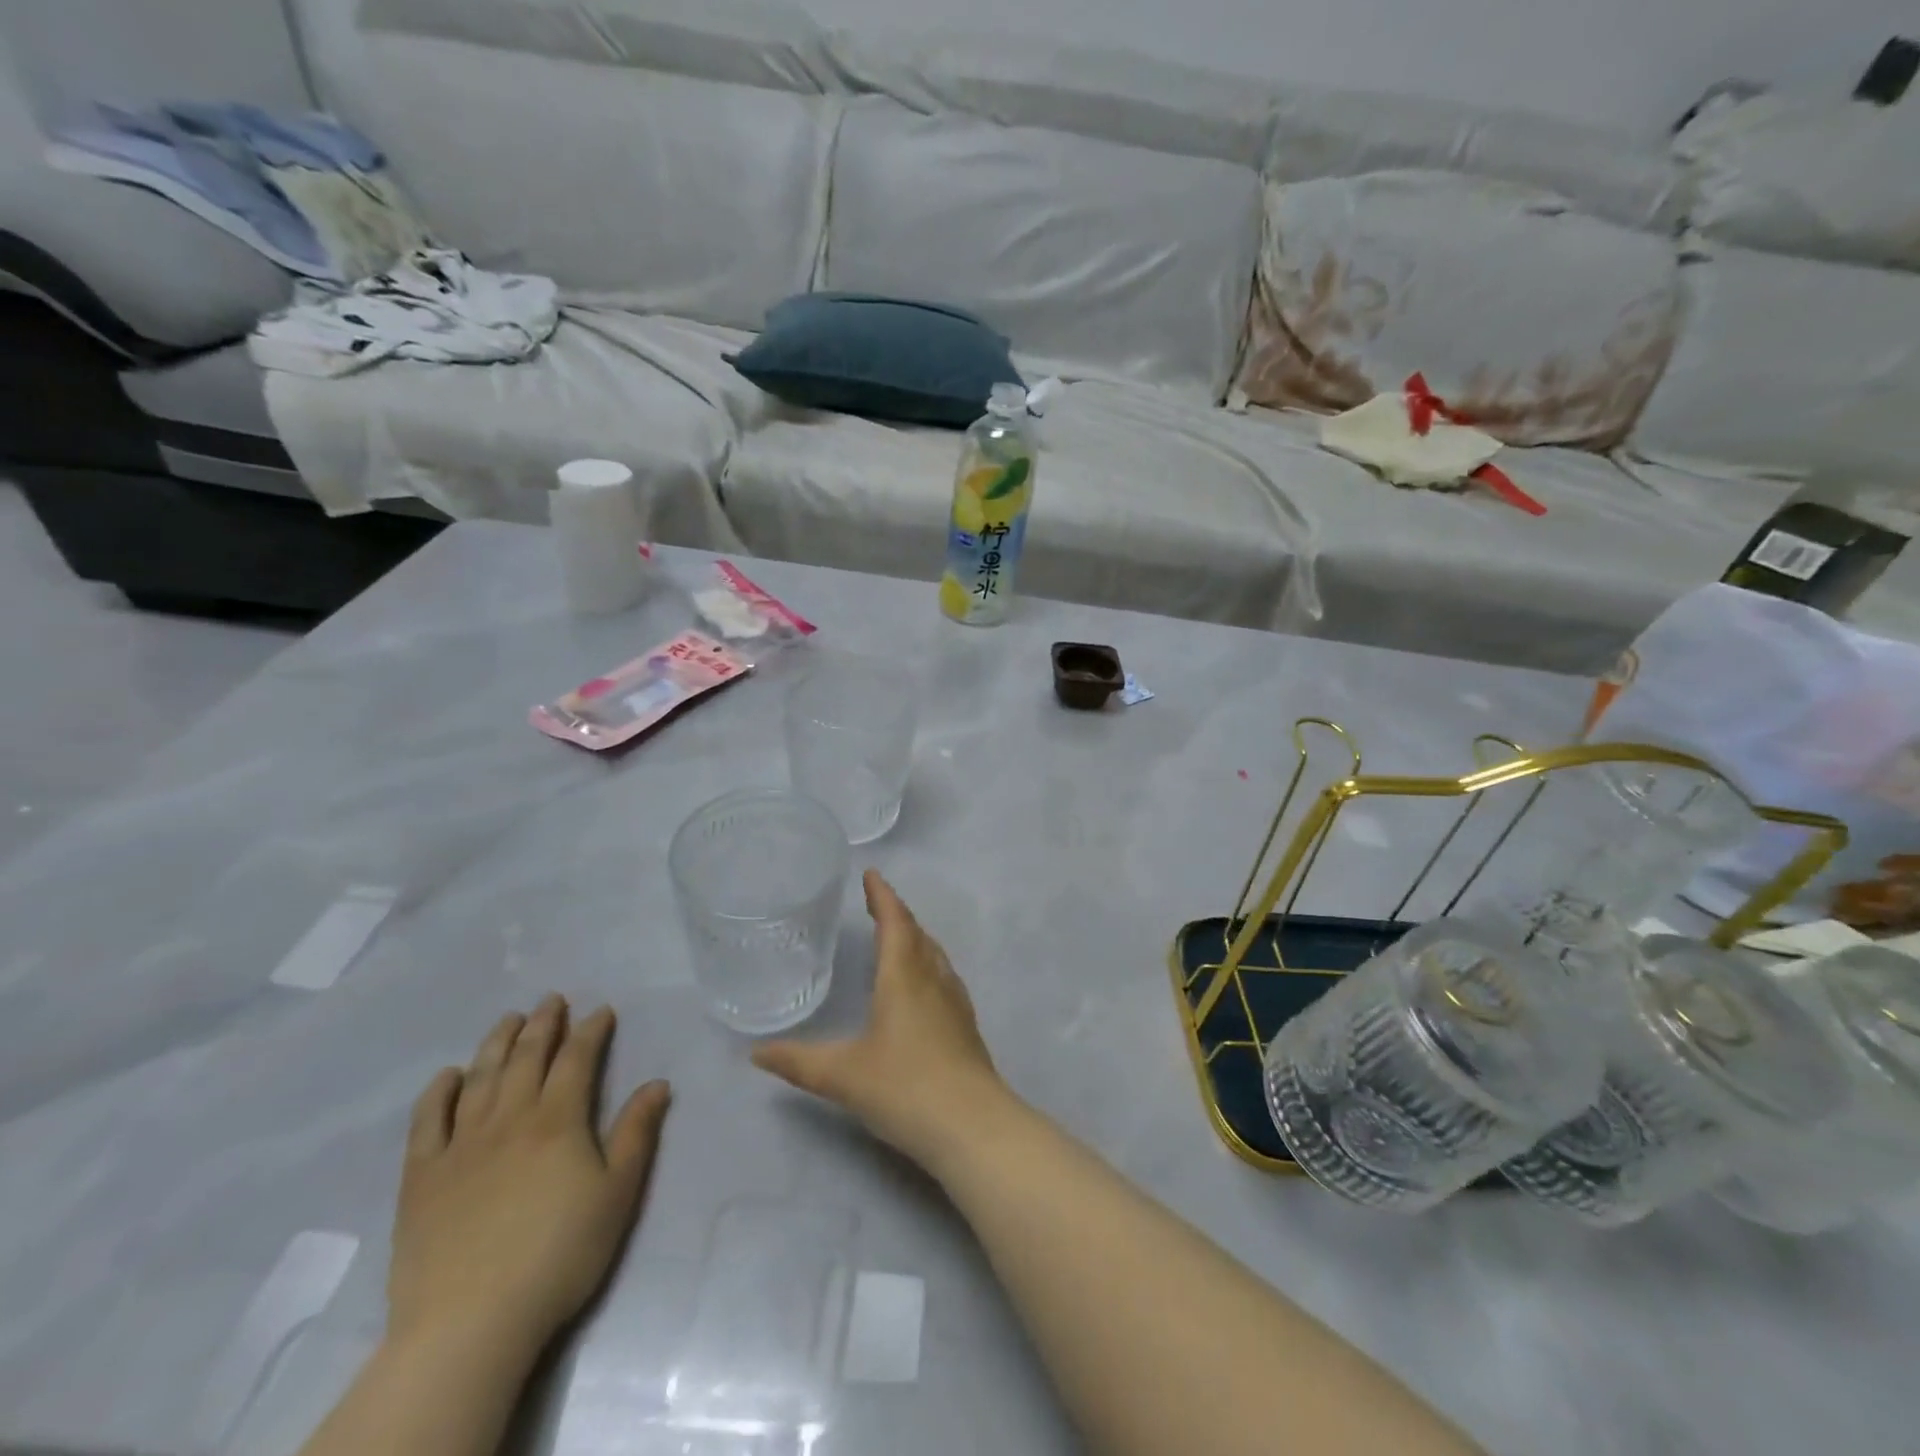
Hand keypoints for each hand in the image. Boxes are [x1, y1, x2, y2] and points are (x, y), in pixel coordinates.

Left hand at [389, 997, 671, 1364]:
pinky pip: (427, 1122)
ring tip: (509, 1019)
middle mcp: (509, 1119)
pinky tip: (448, 1075)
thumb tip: (657, 1084)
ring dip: (497, 1043)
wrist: (471, 1323)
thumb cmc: (559, 1254)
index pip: (577, 1059)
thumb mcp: (618, 1194)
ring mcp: (461, 1146)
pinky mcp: (422, 1177)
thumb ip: (637, 1133)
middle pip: (527, 1058)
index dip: (591, 1030)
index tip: (601, 1010)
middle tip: (552, 1000)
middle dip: (543, 1024)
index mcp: (558, 1120)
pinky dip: (438, 1092)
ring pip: (481, 1078)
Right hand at [753, 871, 1008, 1169]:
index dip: (882, 896)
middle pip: (916, 933)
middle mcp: (932, 979)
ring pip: (934, 954)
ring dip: (915, 937)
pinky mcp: (966, 1025)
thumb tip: (755, 1054)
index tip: (871, 875)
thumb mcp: (842, 1076)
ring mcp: (955, 1001)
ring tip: (898, 936)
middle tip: (877, 903)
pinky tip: (923, 985)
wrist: (972, 1125)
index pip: (894, 922)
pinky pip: (944, 976)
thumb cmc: (904, 1088)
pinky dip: (928, 964)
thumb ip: (797, 1062)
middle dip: (896, 914)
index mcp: (904, 976)